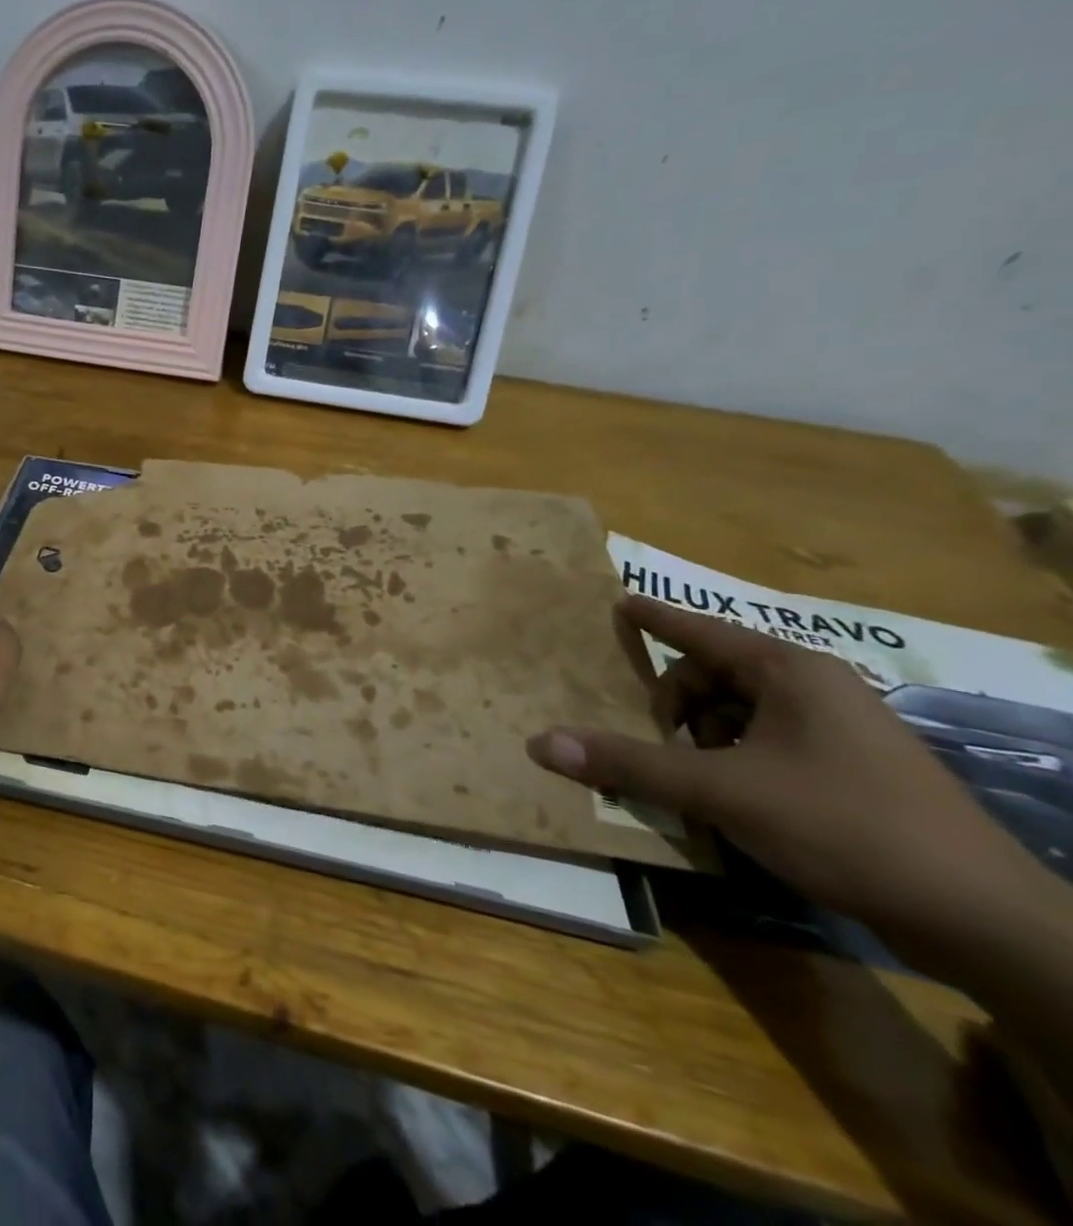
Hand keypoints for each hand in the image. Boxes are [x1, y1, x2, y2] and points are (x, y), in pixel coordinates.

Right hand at [526, 595, 1034, 940]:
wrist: (981, 918)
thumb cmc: (843, 826)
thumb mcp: (722, 792)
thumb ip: (628, 763)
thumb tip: (539, 742)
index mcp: (790, 673)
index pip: (702, 630)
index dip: (655, 617)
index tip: (619, 602)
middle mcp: (815, 689)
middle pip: (714, 676)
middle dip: (675, 706)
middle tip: (656, 744)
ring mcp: (838, 731)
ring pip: (739, 714)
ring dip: (701, 739)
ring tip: (690, 780)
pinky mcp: (850, 771)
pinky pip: (766, 744)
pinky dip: (731, 761)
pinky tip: (726, 799)